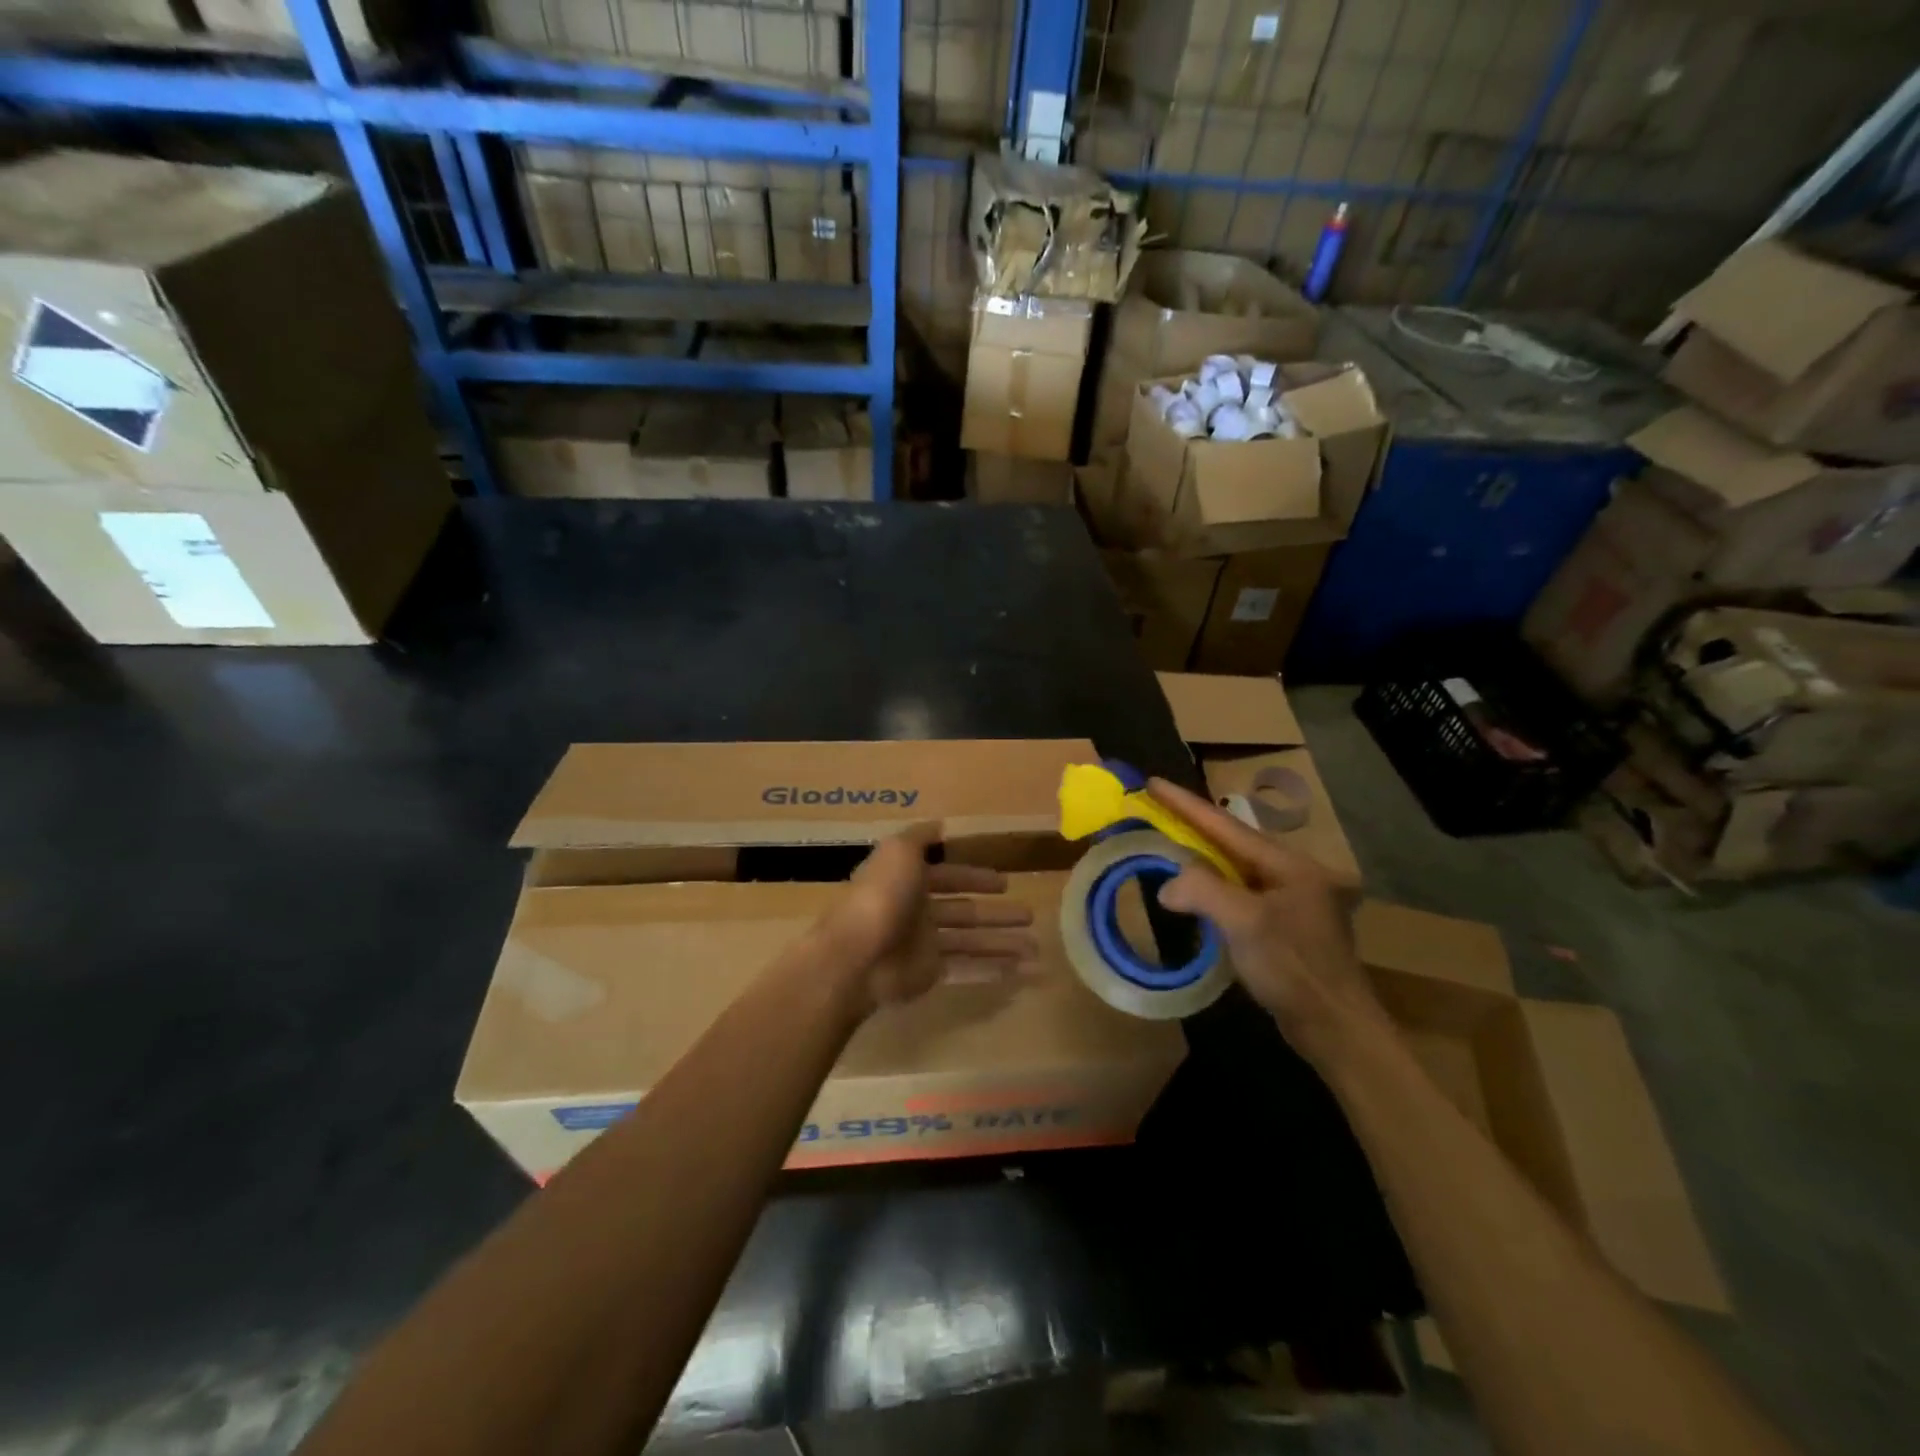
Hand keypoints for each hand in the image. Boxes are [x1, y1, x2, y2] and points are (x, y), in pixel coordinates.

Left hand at [818, 823, 1038, 1013]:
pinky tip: (1020, 971)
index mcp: (910, 881)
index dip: (975, 878)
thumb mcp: (899, 851)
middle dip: (997, 914)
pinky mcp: (929, 974)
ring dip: (1003, 943)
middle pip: (965, 912)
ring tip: (1037, 948)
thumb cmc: (881, 896)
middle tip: (1030, 915)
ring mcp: (924, 945)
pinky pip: (966, 970)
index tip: (1005, 883)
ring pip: (971, 942)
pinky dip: (992, 970)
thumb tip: (940, 824)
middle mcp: (918, 912)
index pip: (949, 877)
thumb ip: (920, 837)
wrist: (856, 956)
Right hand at [1147, 779, 1385, 1064]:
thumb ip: (1203, 891)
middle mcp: (1291, 874)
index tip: (1153, 782)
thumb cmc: (1293, 967)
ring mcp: (1289, 900)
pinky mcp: (1283, 926)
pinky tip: (1195, 888)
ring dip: (1201, 854)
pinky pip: (1239, 892)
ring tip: (1168, 839)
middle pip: (1232, 842)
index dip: (1186, 804)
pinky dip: (1212, 884)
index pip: (1226, 826)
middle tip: (1156, 807)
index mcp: (1287, 864)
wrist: (1335, 1027)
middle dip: (1193, 824)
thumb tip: (1168, 885)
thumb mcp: (1245, 923)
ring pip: (1235, 867)